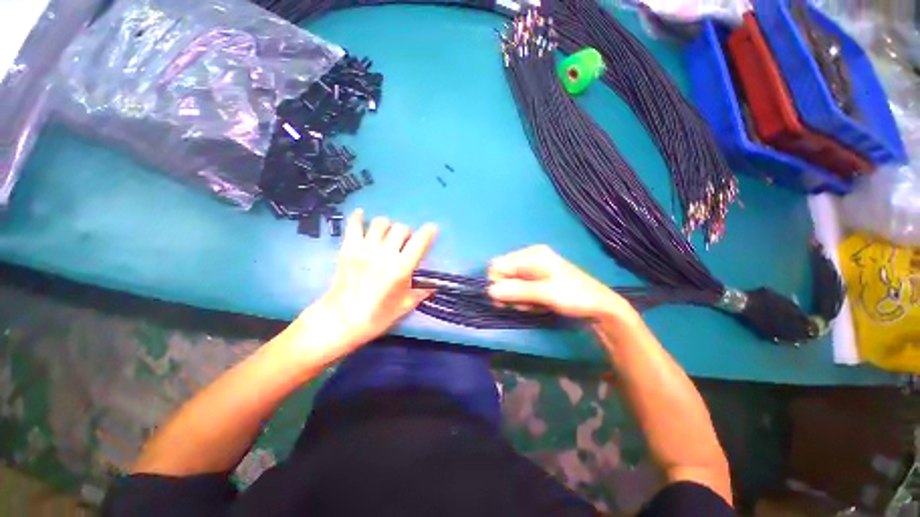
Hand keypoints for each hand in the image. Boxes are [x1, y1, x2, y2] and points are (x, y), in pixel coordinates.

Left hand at [302, 209, 436, 358]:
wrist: (340, 321)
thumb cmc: (376, 316)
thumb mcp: (404, 306)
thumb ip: (420, 293)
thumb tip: (434, 286)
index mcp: (400, 268)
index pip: (419, 242)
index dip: (428, 232)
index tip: (432, 229)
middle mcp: (384, 254)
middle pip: (401, 228)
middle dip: (407, 233)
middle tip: (404, 243)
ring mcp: (364, 249)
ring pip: (380, 223)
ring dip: (388, 227)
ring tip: (386, 236)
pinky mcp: (348, 249)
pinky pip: (354, 226)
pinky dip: (359, 218)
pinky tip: (362, 216)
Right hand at [487, 245, 636, 321]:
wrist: (600, 306)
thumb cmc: (574, 296)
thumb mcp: (545, 294)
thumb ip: (517, 291)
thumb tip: (489, 290)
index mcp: (531, 254)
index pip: (498, 265)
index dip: (498, 283)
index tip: (506, 301)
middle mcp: (529, 257)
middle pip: (503, 273)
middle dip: (509, 292)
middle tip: (524, 305)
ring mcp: (533, 267)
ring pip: (510, 283)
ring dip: (517, 297)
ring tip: (533, 305)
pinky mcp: (536, 277)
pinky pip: (519, 287)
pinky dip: (523, 298)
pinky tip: (536, 304)